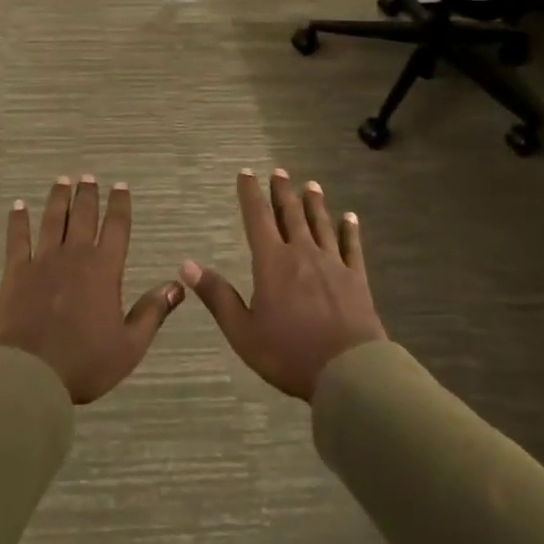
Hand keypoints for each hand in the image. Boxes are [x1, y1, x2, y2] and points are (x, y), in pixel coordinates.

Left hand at [0, 174, 185, 404]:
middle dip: (88, 194)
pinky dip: (18, 221)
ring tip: (62, 181)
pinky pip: (18, 239)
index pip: (117, 227)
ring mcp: (43, 261)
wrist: (29, 374)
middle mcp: (75, 255)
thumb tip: (177, 285)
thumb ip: (152, 312)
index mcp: (104, 269)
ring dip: (59, 199)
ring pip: (53, 220)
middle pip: (83, 216)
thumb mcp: (129, 346)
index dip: (120, 205)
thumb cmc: (84, 363)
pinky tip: (18, 206)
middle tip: (88, 177)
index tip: (121, 186)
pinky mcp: (15, 272)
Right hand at [183, 169, 386, 400]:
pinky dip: (349, 230)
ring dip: (314, 203)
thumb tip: (187, 265)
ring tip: (310, 185)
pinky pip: (352, 247)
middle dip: (282, 191)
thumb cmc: (289, 353)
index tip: (246, 173)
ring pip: (320, 224)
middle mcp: (302, 253)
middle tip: (279, 171)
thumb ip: (217, 296)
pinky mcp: (356, 279)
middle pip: (290, 214)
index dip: (250, 194)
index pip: (257, 218)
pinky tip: (350, 217)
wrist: (349, 372)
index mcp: (272, 262)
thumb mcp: (243, 331)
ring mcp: (332, 264)